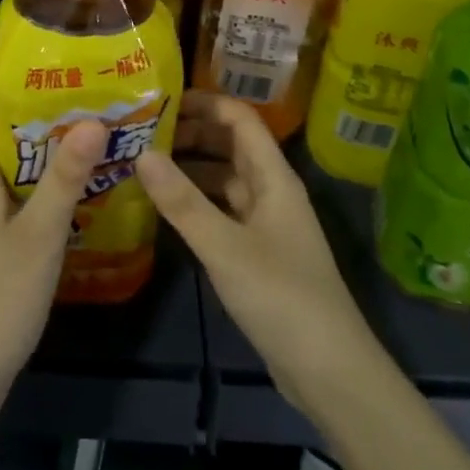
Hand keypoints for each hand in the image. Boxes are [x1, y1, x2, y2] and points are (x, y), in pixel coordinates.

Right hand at [135, 93, 388, 420]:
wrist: (329, 369)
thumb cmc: (281, 296)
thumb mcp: (225, 247)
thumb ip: (182, 201)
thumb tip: (142, 152)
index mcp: (274, 178)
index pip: (240, 119)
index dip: (204, 103)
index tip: (160, 100)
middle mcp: (271, 191)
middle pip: (230, 145)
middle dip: (190, 133)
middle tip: (141, 133)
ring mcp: (265, 222)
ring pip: (224, 178)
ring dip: (190, 168)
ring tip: (144, 165)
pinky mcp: (258, 251)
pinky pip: (223, 210)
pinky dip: (196, 202)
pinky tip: (166, 208)